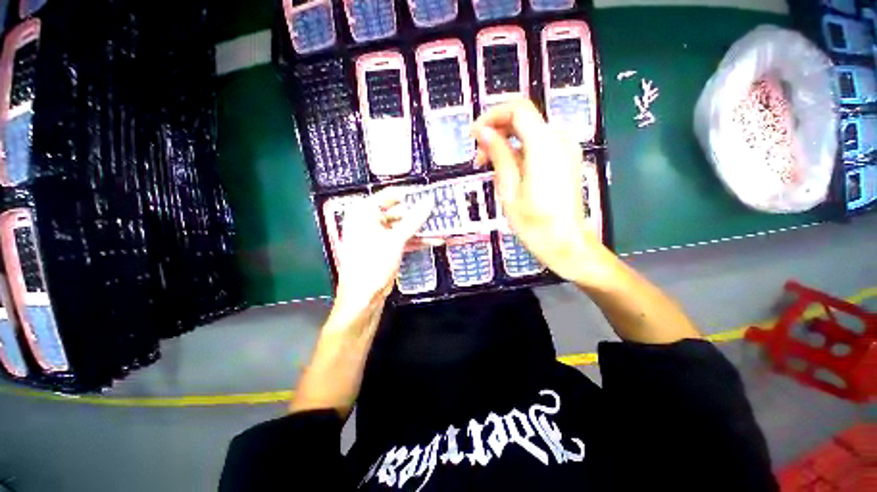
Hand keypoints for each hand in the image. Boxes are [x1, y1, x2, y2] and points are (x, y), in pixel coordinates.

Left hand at [333, 188, 433, 316]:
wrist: (363, 298)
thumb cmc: (372, 264)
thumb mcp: (395, 240)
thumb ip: (414, 220)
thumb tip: (428, 202)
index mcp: (363, 213)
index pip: (389, 195)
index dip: (409, 195)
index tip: (428, 194)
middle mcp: (369, 221)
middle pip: (398, 211)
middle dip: (418, 213)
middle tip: (437, 210)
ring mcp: (378, 236)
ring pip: (402, 227)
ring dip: (420, 228)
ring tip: (440, 223)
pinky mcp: (386, 249)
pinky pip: (403, 239)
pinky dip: (417, 240)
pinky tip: (435, 239)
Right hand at [472, 99, 607, 283]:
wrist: (565, 243)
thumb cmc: (534, 223)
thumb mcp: (509, 189)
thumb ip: (499, 155)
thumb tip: (483, 132)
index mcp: (545, 146)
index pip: (518, 109)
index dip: (493, 116)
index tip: (475, 135)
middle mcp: (560, 140)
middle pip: (524, 119)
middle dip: (497, 132)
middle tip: (479, 157)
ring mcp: (566, 149)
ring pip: (530, 132)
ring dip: (507, 144)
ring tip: (490, 168)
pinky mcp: (566, 160)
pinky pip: (539, 145)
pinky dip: (520, 151)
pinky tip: (509, 173)